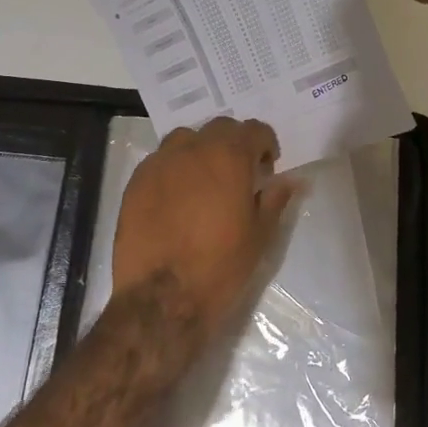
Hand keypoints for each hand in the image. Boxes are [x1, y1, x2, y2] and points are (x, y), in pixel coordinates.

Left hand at [110, 117, 294, 332]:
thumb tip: (291, 180)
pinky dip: (174, 169)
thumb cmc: (220, 266)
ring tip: (205, 181)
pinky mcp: (136, 182)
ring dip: (200, 151)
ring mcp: (159, 163)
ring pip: (185, 139)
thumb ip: (275, 199)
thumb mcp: (260, 235)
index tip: (267, 167)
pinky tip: (176, 198)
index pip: (254, 129)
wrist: (162, 298)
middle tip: (239, 174)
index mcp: (229, 156)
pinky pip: (160, 161)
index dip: (265, 144)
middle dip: (234, 144)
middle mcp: (192, 149)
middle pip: (219, 128)